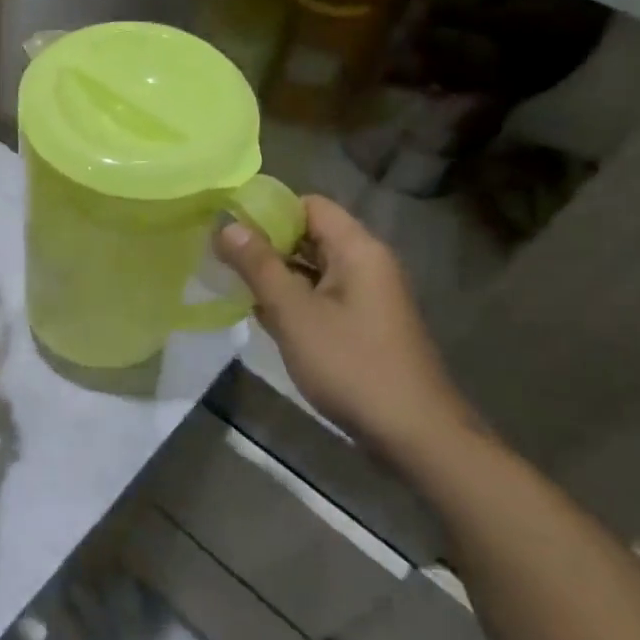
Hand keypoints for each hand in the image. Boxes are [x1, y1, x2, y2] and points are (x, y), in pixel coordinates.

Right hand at [214, 196, 479, 463]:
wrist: (415, 435)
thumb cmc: (352, 365)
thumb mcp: (294, 312)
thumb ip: (258, 265)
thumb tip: (226, 224)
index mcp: (357, 249)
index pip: (309, 205)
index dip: (268, 210)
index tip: (229, 226)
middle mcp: (367, 264)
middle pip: (310, 234)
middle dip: (267, 243)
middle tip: (223, 257)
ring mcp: (368, 296)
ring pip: (314, 267)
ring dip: (277, 273)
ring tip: (234, 284)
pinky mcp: (365, 324)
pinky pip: (322, 295)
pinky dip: (294, 298)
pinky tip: (264, 316)